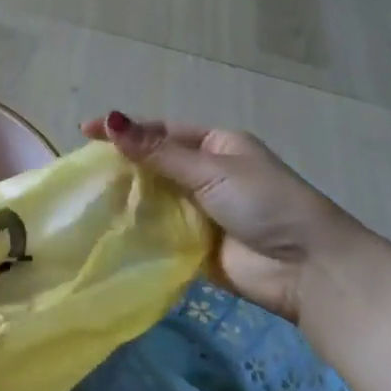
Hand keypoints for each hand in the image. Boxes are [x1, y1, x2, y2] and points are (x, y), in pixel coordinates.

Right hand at [82, 111, 379, 325]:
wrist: (309, 270)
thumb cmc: (266, 204)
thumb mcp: (210, 169)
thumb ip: (158, 152)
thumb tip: (111, 120)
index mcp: (216, 146)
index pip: (161, 131)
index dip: (125, 130)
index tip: (85, 131)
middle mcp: (207, 174)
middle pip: (154, 163)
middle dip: (122, 164)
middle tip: (82, 169)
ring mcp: (201, 211)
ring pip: (153, 197)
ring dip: (126, 197)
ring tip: (86, 197)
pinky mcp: (195, 245)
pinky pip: (159, 231)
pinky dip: (137, 228)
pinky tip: (107, 226)